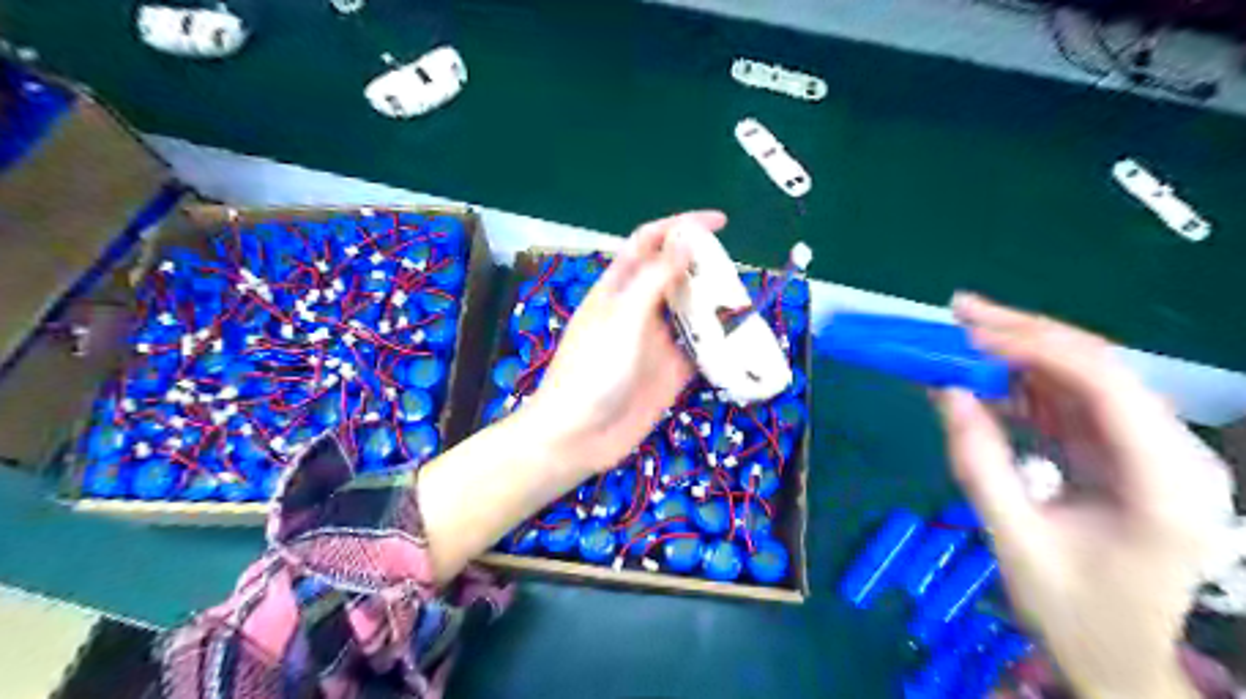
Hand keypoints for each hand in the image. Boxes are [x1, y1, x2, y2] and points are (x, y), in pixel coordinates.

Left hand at [523, 210, 725, 473]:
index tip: (719, 222)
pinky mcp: (670, 372)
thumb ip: (654, 280)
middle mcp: (640, 309)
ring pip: (693, 313)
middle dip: (706, 268)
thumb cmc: (592, 371)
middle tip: (737, 274)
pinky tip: (742, 342)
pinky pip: (701, 351)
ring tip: (747, 304)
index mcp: (620, 288)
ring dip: (717, 307)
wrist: (578, 436)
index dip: (681, 226)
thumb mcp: (623, 319)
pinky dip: (720, 345)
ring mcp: (656, 341)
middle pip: (677, 276)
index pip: (651, 243)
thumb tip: (684, 240)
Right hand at [928, 293, 1229, 697]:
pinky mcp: (1118, 454)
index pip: (1104, 385)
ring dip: (1017, 354)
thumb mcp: (1015, 540)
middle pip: (1097, 367)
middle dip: (1023, 334)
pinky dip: (1019, 386)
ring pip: (1080, 377)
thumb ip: (978, 463)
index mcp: (1163, 482)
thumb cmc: (1074, 613)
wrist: (1117, 658)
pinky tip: (981, 377)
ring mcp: (1146, 450)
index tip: (968, 334)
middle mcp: (1169, 453)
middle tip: (959, 311)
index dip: (1034, 347)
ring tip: (959, 335)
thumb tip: (945, 391)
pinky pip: (1066, 404)